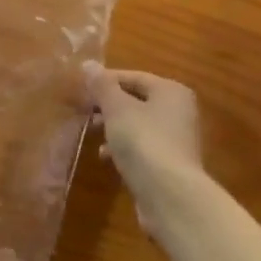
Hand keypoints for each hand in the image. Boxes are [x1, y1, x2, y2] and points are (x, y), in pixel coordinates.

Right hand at [86, 66, 204, 211]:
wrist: (170, 196)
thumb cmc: (143, 141)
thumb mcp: (117, 108)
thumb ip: (102, 86)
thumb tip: (88, 64)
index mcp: (171, 92)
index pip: (134, 76)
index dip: (106, 80)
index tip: (81, 88)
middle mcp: (179, 112)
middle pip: (137, 101)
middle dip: (108, 105)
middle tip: (84, 110)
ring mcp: (177, 141)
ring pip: (138, 125)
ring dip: (114, 127)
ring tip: (92, 133)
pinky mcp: (170, 166)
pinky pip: (142, 148)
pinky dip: (124, 148)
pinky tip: (106, 157)